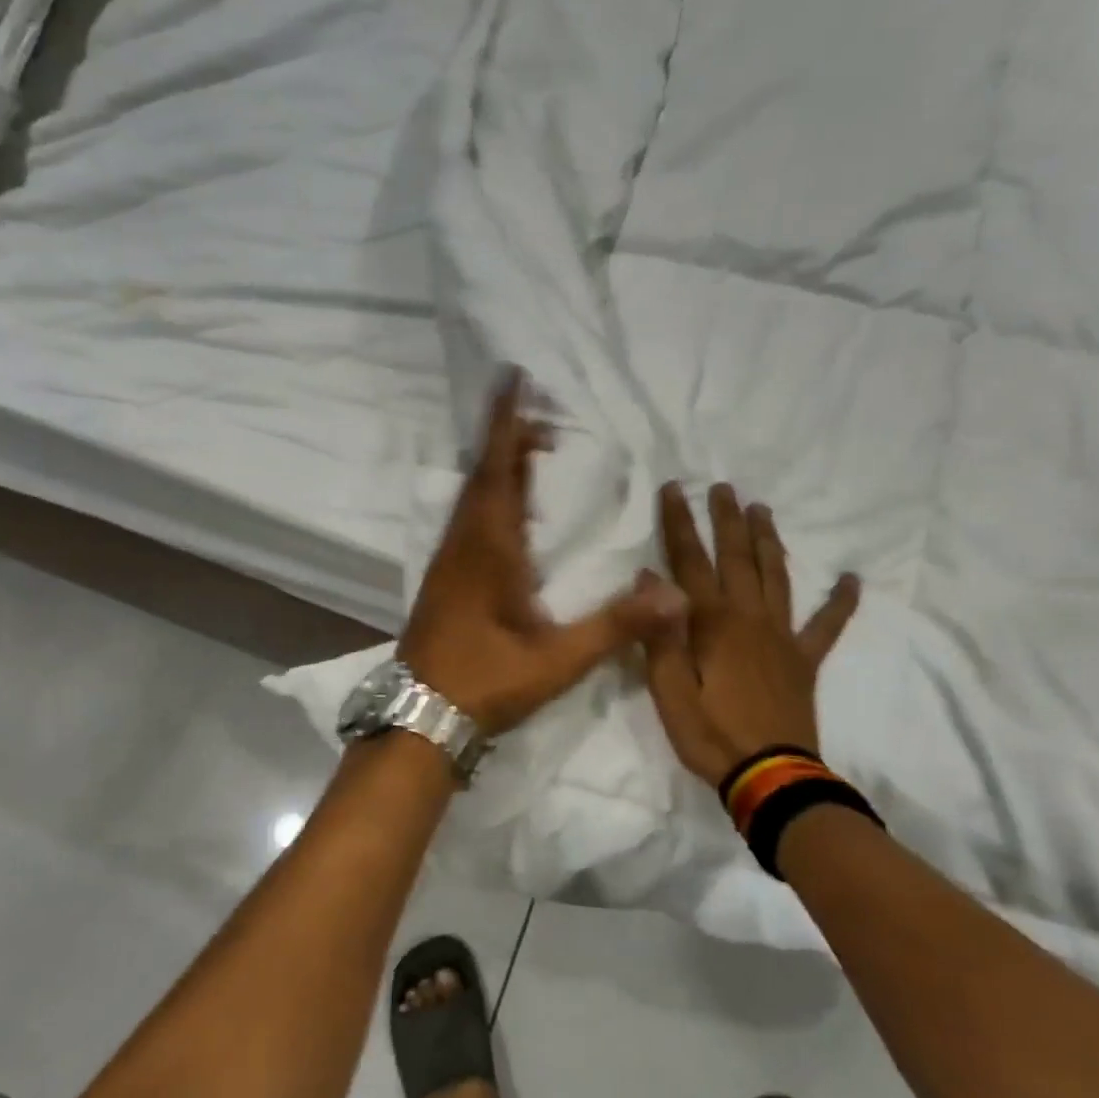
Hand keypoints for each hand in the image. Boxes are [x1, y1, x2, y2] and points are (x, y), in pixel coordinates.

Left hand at [398, 373, 686, 735]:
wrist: (419, 719)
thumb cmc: (485, 683)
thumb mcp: (557, 659)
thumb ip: (617, 626)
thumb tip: (679, 595)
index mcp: (488, 550)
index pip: (498, 470)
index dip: (506, 423)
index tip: (512, 379)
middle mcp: (462, 545)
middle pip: (484, 476)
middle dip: (508, 440)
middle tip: (542, 421)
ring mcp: (446, 563)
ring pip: (471, 499)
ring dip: (497, 469)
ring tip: (529, 455)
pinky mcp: (441, 582)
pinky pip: (466, 522)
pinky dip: (488, 500)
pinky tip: (506, 517)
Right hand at [643, 481, 860, 785]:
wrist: (769, 778)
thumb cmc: (709, 734)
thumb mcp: (668, 689)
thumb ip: (660, 633)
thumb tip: (649, 577)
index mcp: (711, 623)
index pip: (689, 561)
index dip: (679, 524)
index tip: (674, 488)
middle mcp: (749, 618)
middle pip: (736, 558)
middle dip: (726, 520)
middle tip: (723, 487)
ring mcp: (781, 637)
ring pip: (776, 577)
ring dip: (768, 542)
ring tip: (763, 511)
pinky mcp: (804, 661)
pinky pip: (827, 626)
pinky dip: (841, 602)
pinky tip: (852, 578)